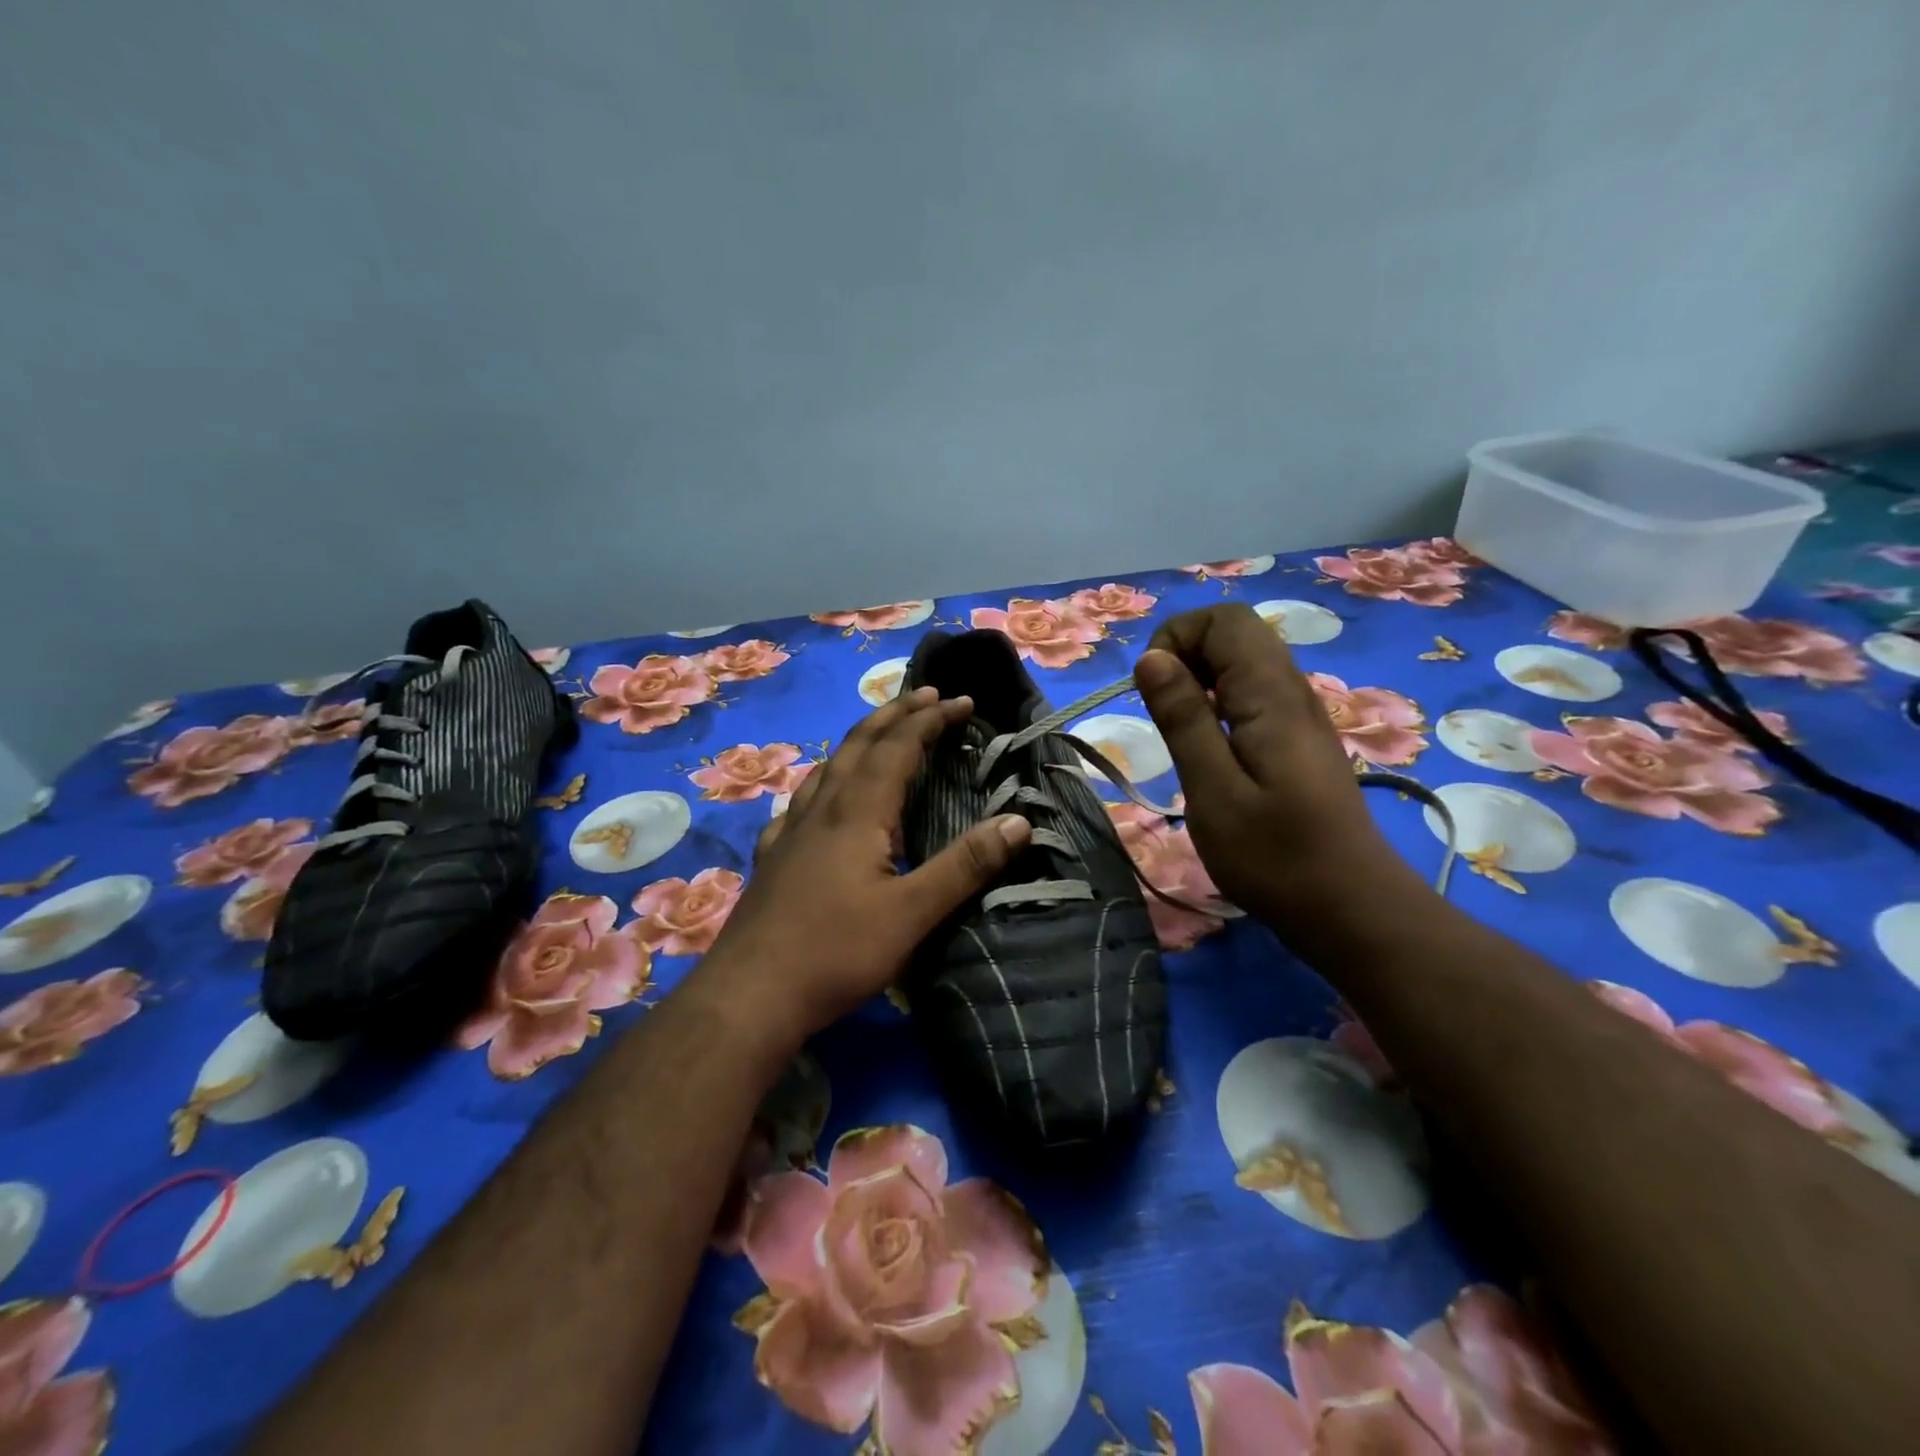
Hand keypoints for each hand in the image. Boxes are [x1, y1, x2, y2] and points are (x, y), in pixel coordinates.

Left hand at [694, 686, 1031, 1050]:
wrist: (749, 995)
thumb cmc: (837, 953)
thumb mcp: (913, 913)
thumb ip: (965, 866)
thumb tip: (1018, 821)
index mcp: (857, 813)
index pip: (898, 747)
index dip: (931, 720)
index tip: (962, 701)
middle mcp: (822, 810)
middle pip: (860, 745)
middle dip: (895, 714)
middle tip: (925, 694)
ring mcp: (791, 832)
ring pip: (827, 768)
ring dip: (859, 741)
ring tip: (879, 731)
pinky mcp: (774, 858)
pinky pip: (801, 802)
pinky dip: (822, 782)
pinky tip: (817, 798)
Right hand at [1132, 604, 1422, 930]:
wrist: (1351, 909)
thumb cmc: (1275, 857)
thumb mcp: (1213, 791)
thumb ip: (1182, 719)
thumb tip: (1150, 659)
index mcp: (1271, 694)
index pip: (1223, 620)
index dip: (1177, 638)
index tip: (1153, 691)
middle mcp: (1292, 690)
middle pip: (1235, 633)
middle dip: (1185, 656)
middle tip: (1162, 713)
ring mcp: (1300, 714)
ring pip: (1244, 662)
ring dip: (1200, 681)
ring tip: (1179, 732)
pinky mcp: (1298, 739)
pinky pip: (1253, 694)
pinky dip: (1219, 704)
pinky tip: (1208, 749)